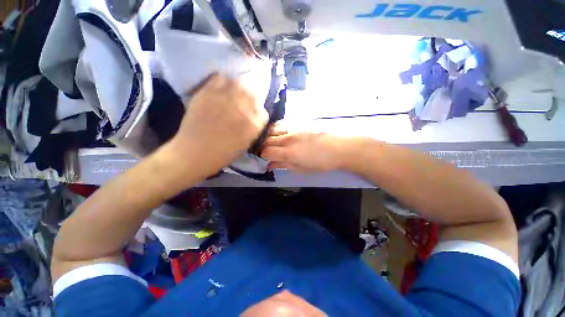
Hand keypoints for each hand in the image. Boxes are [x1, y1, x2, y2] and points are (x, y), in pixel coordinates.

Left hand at [167, 74, 267, 175]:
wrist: (197, 152)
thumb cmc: (224, 153)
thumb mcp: (247, 143)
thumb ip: (254, 128)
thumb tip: (254, 118)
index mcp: (255, 123)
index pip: (263, 111)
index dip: (258, 112)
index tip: (252, 114)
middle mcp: (244, 108)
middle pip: (253, 93)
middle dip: (250, 98)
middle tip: (242, 103)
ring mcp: (226, 98)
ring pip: (239, 83)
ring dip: (238, 88)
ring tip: (232, 94)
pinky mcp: (209, 92)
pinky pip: (220, 78)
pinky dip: (222, 82)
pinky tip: (220, 89)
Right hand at [261, 124, 350, 172]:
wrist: (338, 148)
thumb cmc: (320, 163)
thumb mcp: (301, 169)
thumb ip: (284, 165)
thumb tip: (270, 165)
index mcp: (289, 153)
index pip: (266, 152)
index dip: (262, 156)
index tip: (264, 158)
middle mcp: (288, 138)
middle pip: (266, 139)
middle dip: (262, 146)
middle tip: (265, 150)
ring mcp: (293, 128)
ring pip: (272, 128)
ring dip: (268, 135)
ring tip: (270, 141)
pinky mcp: (299, 122)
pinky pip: (282, 123)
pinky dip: (276, 128)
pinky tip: (280, 133)